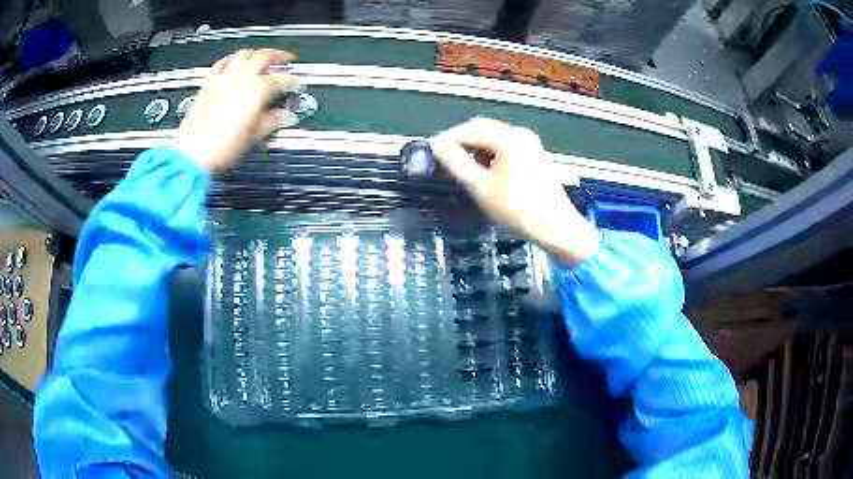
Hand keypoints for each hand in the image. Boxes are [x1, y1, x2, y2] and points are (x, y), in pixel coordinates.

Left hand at [171, 48, 299, 171]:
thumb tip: (284, 117)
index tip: (295, 86)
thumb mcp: (254, 136)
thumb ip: (272, 122)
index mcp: (257, 90)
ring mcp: (223, 79)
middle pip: (264, 56)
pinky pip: (221, 64)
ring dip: (255, 54)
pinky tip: (232, 63)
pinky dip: (230, 60)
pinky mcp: (208, 85)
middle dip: (278, 56)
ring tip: (261, 58)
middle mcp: (241, 79)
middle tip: (286, 59)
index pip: (282, 80)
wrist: (193, 155)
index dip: (292, 82)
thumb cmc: (221, 147)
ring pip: (243, 54)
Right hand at [430, 118, 599, 264]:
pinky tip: (484, 169)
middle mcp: (520, 133)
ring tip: (462, 166)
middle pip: (484, 128)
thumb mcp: (481, 187)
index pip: (470, 128)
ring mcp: (531, 143)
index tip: (432, 150)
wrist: (556, 227)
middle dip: (462, 141)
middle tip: (444, 158)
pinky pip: (507, 146)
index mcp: (508, 137)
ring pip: (495, 137)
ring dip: (477, 147)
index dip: (449, 138)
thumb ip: (456, 163)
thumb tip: (436, 144)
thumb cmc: (517, 208)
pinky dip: (491, 153)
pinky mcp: (535, 155)